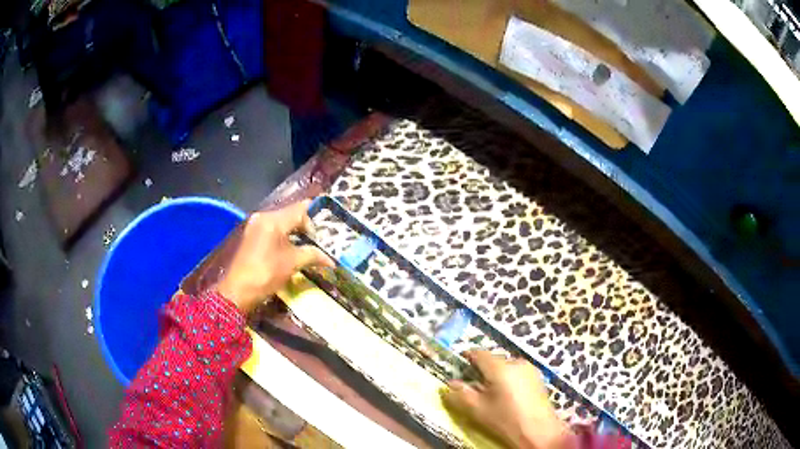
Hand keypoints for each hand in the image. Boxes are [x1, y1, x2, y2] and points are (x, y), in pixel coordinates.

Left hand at [217, 200, 332, 313]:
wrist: (238, 291)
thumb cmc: (267, 274)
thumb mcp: (293, 263)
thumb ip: (312, 255)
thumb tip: (330, 260)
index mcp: (274, 220)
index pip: (301, 209)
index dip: (314, 220)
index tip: (321, 237)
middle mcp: (263, 217)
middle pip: (290, 213)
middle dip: (305, 227)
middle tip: (315, 243)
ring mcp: (255, 225)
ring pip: (281, 222)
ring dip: (294, 232)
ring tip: (304, 248)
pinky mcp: (251, 235)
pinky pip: (272, 229)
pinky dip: (283, 237)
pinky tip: (288, 251)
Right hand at [442, 351, 575, 448]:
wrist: (538, 431)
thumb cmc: (505, 420)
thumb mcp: (477, 409)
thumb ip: (460, 394)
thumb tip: (449, 384)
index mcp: (499, 367)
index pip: (479, 353)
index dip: (468, 357)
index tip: (460, 366)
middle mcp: (516, 362)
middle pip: (493, 360)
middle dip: (482, 370)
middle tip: (475, 386)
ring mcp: (530, 368)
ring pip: (506, 366)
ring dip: (497, 375)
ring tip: (492, 393)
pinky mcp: (538, 377)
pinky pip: (518, 372)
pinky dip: (509, 379)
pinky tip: (509, 396)